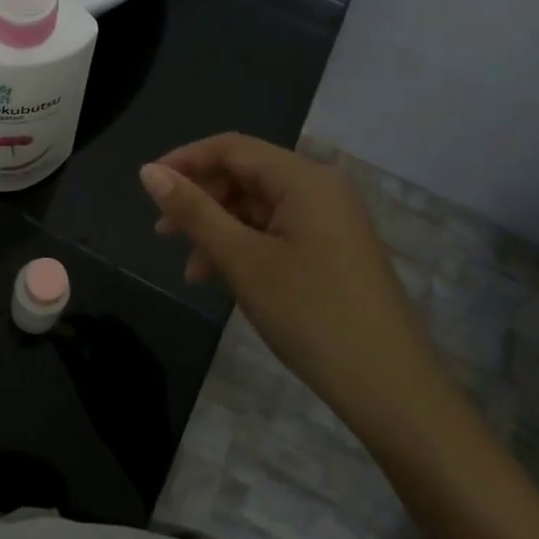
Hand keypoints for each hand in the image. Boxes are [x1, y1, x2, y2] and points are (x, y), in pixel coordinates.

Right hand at [139, 133, 442, 430]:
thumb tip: (148, 172)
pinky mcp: (335, 249)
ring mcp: (332, 220)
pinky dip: (245, 246)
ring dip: (219, 229)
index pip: (231, 148)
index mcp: (304, 179)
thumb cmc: (311, 316)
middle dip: (201, 200)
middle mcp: (321, 188)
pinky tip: (225, 277)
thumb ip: (193, 211)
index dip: (184, 160)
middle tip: (164, 234)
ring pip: (259, 207)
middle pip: (245, 175)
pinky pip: (278, 230)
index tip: (146, 185)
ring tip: (192, 270)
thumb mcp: (241, 260)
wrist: (392, 390)